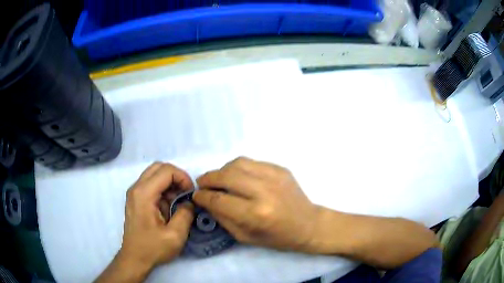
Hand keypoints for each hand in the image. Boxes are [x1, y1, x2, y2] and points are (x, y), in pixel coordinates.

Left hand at [120, 162, 194, 269]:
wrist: (135, 258)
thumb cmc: (153, 248)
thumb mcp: (175, 235)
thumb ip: (185, 214)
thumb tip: (189, 202)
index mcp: (144, 194)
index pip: (166, 170)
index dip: (183, 178)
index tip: (191, 194)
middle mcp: (136, 188)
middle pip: (159, 167)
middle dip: (176, 177)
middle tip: (185, 194)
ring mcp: (134, 192)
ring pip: (155, 174)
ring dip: (170, 184)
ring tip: (178, 203)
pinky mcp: (135, 199)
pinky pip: (151, 184)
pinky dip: (163, 190)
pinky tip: (168, 207)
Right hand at [193, 157, 319, 251]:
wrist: (308, 224)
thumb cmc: (277, 237)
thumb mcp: (245, 237)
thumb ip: (223, 218)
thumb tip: (207, 201)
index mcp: (255, 214)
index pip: (218, 200)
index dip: (202, 197)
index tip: (196, 196)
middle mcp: (263, 191)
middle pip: (225, 176)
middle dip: (208, 179)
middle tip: (202, 184)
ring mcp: (273, 176)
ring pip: (237, 163)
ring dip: (222, 170)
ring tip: (218, 179)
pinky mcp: (280, 168)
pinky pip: (251, 162)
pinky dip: (238, 167)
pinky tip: (237, 176)